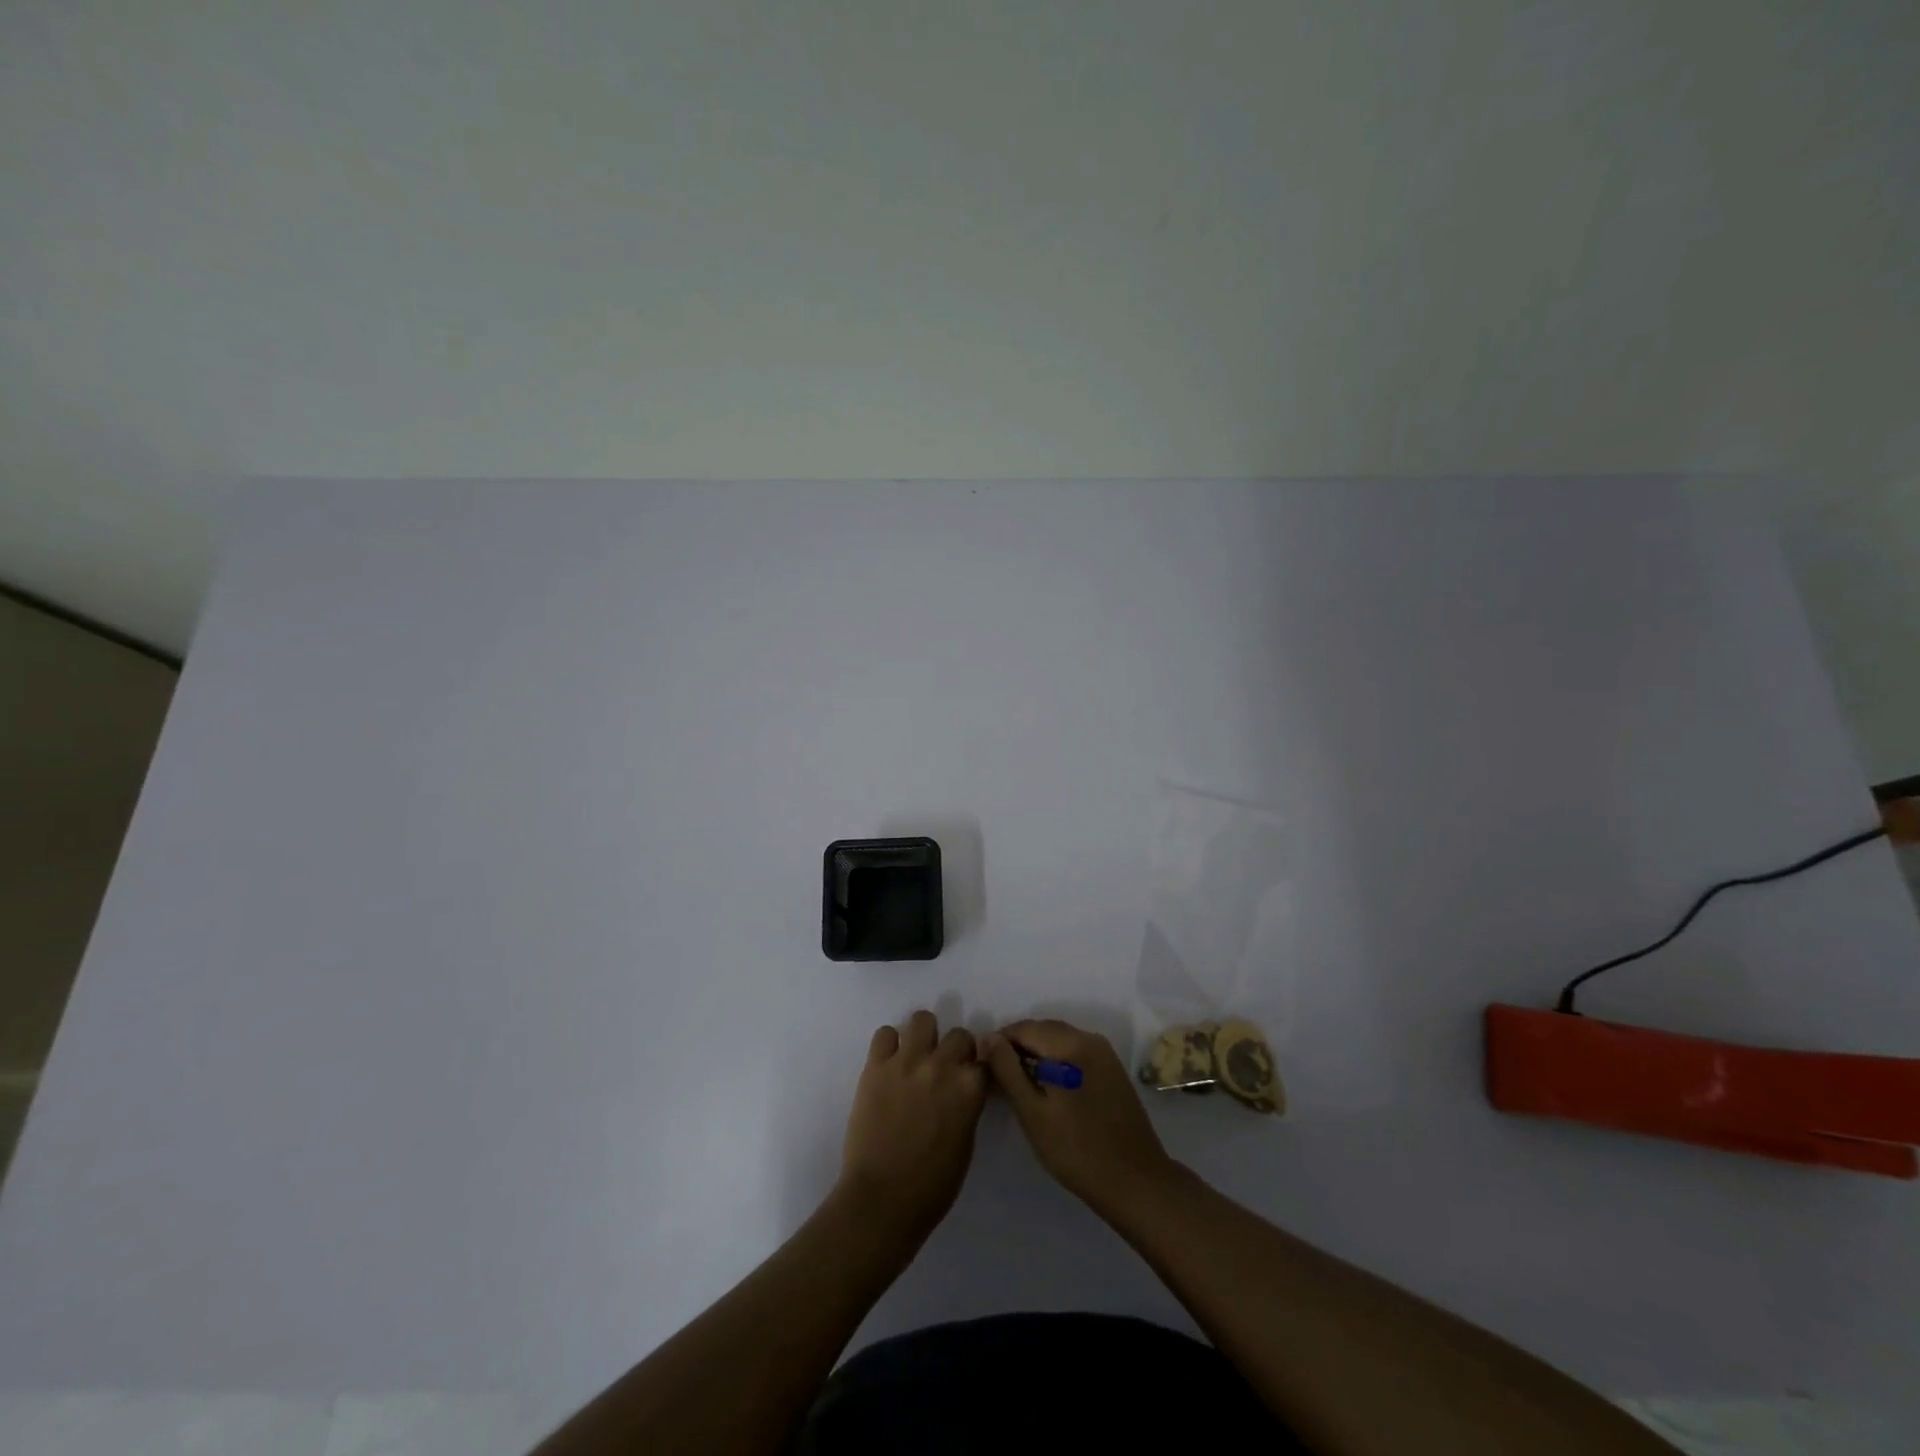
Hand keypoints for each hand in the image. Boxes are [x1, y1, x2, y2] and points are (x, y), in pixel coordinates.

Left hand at [838, 1010, 988, 1242]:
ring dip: (924, 1037)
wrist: (881, 1200)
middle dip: (955, 1051)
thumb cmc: (932, 1186)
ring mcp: (907, 1061)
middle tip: (943, 1071)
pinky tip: (889, 1065)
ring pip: (923, 1019)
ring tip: (916, 1058)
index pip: (985, 1059)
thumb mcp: (966, 1143)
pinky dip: (889, 1045)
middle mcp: (942, 1065)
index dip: (977, 1069)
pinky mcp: (876, 1066)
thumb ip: (967, 1106)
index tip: (970, 1078)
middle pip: (959, 1035)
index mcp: (970, 1088)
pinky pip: (885, 1033)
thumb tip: (963, 1090)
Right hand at [983, 1019, 1175, 1211]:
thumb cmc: (1076, 1149)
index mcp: (1070, 1044)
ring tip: (1018, 1083)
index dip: (999, 1043)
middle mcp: (1089, 1038)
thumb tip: (989, 1037)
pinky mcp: (1112, 1069)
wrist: (1134, 1181)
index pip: (1024, 1028)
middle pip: (1043, 1030)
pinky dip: (1056, 1061)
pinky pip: (1075, 1052)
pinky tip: (1047, 1087)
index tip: (983, 1066)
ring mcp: (1104, 1053)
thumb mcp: (1032, 1111)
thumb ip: (1007, 1070)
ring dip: (1036, 1053)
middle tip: (998, 1077)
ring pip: (1059, 1040)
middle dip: (1017, 1046)